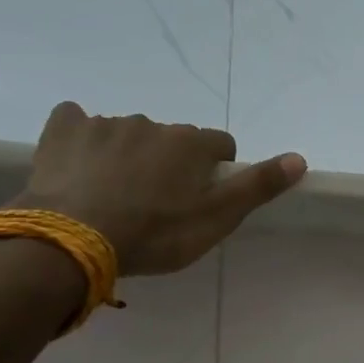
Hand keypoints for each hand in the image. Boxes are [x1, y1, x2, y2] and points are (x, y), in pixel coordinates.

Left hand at [12, 104, 305, 274]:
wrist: (74, 240)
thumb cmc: (155, 234)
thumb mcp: (216, 219)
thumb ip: (257, 187)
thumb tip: (299, 158)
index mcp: (190, 144)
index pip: (219, 145)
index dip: (215, 170)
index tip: (202, 199)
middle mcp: (152, 123)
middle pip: (173, 140)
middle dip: (170, 164)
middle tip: (157, 205)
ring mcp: (105, 124)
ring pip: (129, 135)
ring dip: (130, 156)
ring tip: (116, 196)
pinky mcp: (64, 129)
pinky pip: (78, 122)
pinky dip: (84, 138)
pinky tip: (79, 165)